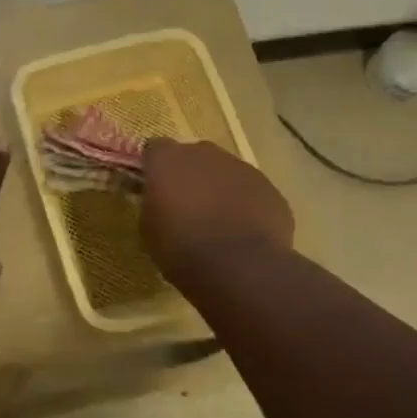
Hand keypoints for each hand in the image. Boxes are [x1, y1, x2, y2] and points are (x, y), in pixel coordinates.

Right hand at [140, 139, 294, 284]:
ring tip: (216, 222)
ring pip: (224, 172)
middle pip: (193, 156)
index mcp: (168, 160)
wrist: (240, 268)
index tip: (153, 189)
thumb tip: (160, 201)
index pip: (154, 149)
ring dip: (218, 188)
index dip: (154, 168)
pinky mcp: (269, 188)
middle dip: (188, 175)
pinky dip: (244, 204)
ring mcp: (241, 168)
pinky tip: (241, 231)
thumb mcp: (148, 229)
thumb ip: (152, 204)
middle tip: (184, 205)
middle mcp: (204, 153)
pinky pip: (250, 191)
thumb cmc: (181, 248)